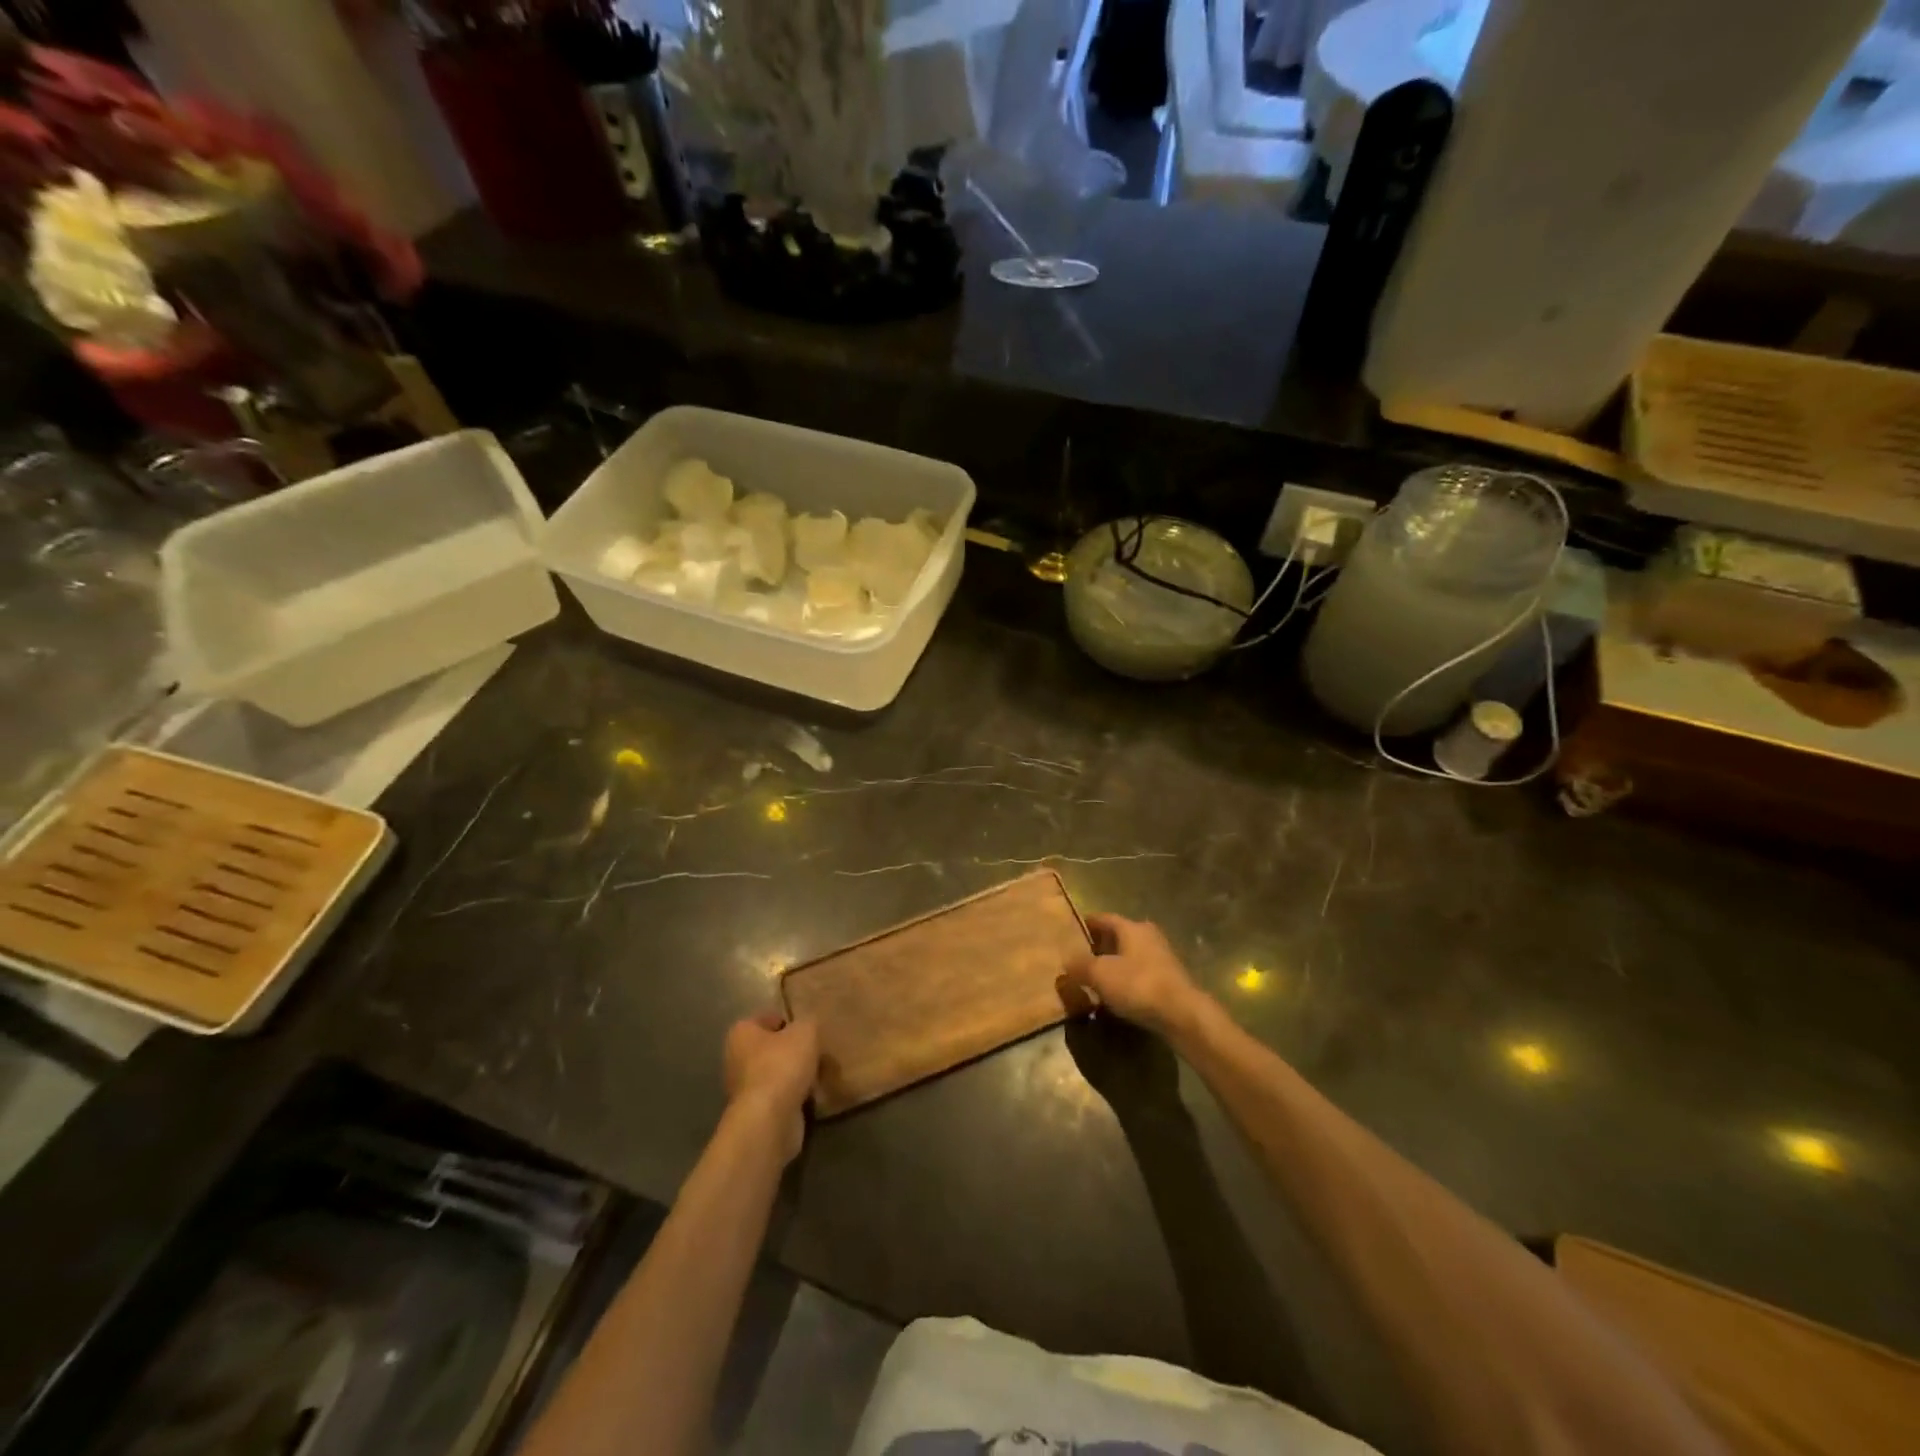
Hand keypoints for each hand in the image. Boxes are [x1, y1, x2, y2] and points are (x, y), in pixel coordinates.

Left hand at [723, 1013, 820, 1162]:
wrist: (770, 1120)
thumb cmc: (782, 1065)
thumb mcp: (805, 1031)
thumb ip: (807, 1023)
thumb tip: (806, 1027)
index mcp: (741, 1033)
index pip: (767, 1018)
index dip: (789, 1022)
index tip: (809, 1031)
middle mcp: (736, 1059)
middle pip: (770, 1048)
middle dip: (792, 1051)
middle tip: (816, 1051)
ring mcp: (744, 1089)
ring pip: (776, 1074)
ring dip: (794, 1075)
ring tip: (818, 1073)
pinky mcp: (755, 1113)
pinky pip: (780, 1097)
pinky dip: (794, 1096)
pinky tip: (812, 1095)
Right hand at [1061, 914, 1208, 1039]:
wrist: (1182, 1014)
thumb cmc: (1138, 985)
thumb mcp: (1099, 974)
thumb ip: (1079, 965)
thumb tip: (1066, 961)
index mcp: (1131, 927)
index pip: (1103, 918)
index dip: (1086, 925)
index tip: (1070, 933)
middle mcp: (1148, 936)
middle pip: (1118, 936)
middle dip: (1100, 946)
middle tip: (1080, 958)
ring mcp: (1162, 957)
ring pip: (1131, 955)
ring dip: (1115, 964)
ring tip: (1096, 979)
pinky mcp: (1170, 979)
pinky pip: (1141, 974)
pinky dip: (1128, 980)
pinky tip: (1118, 995)